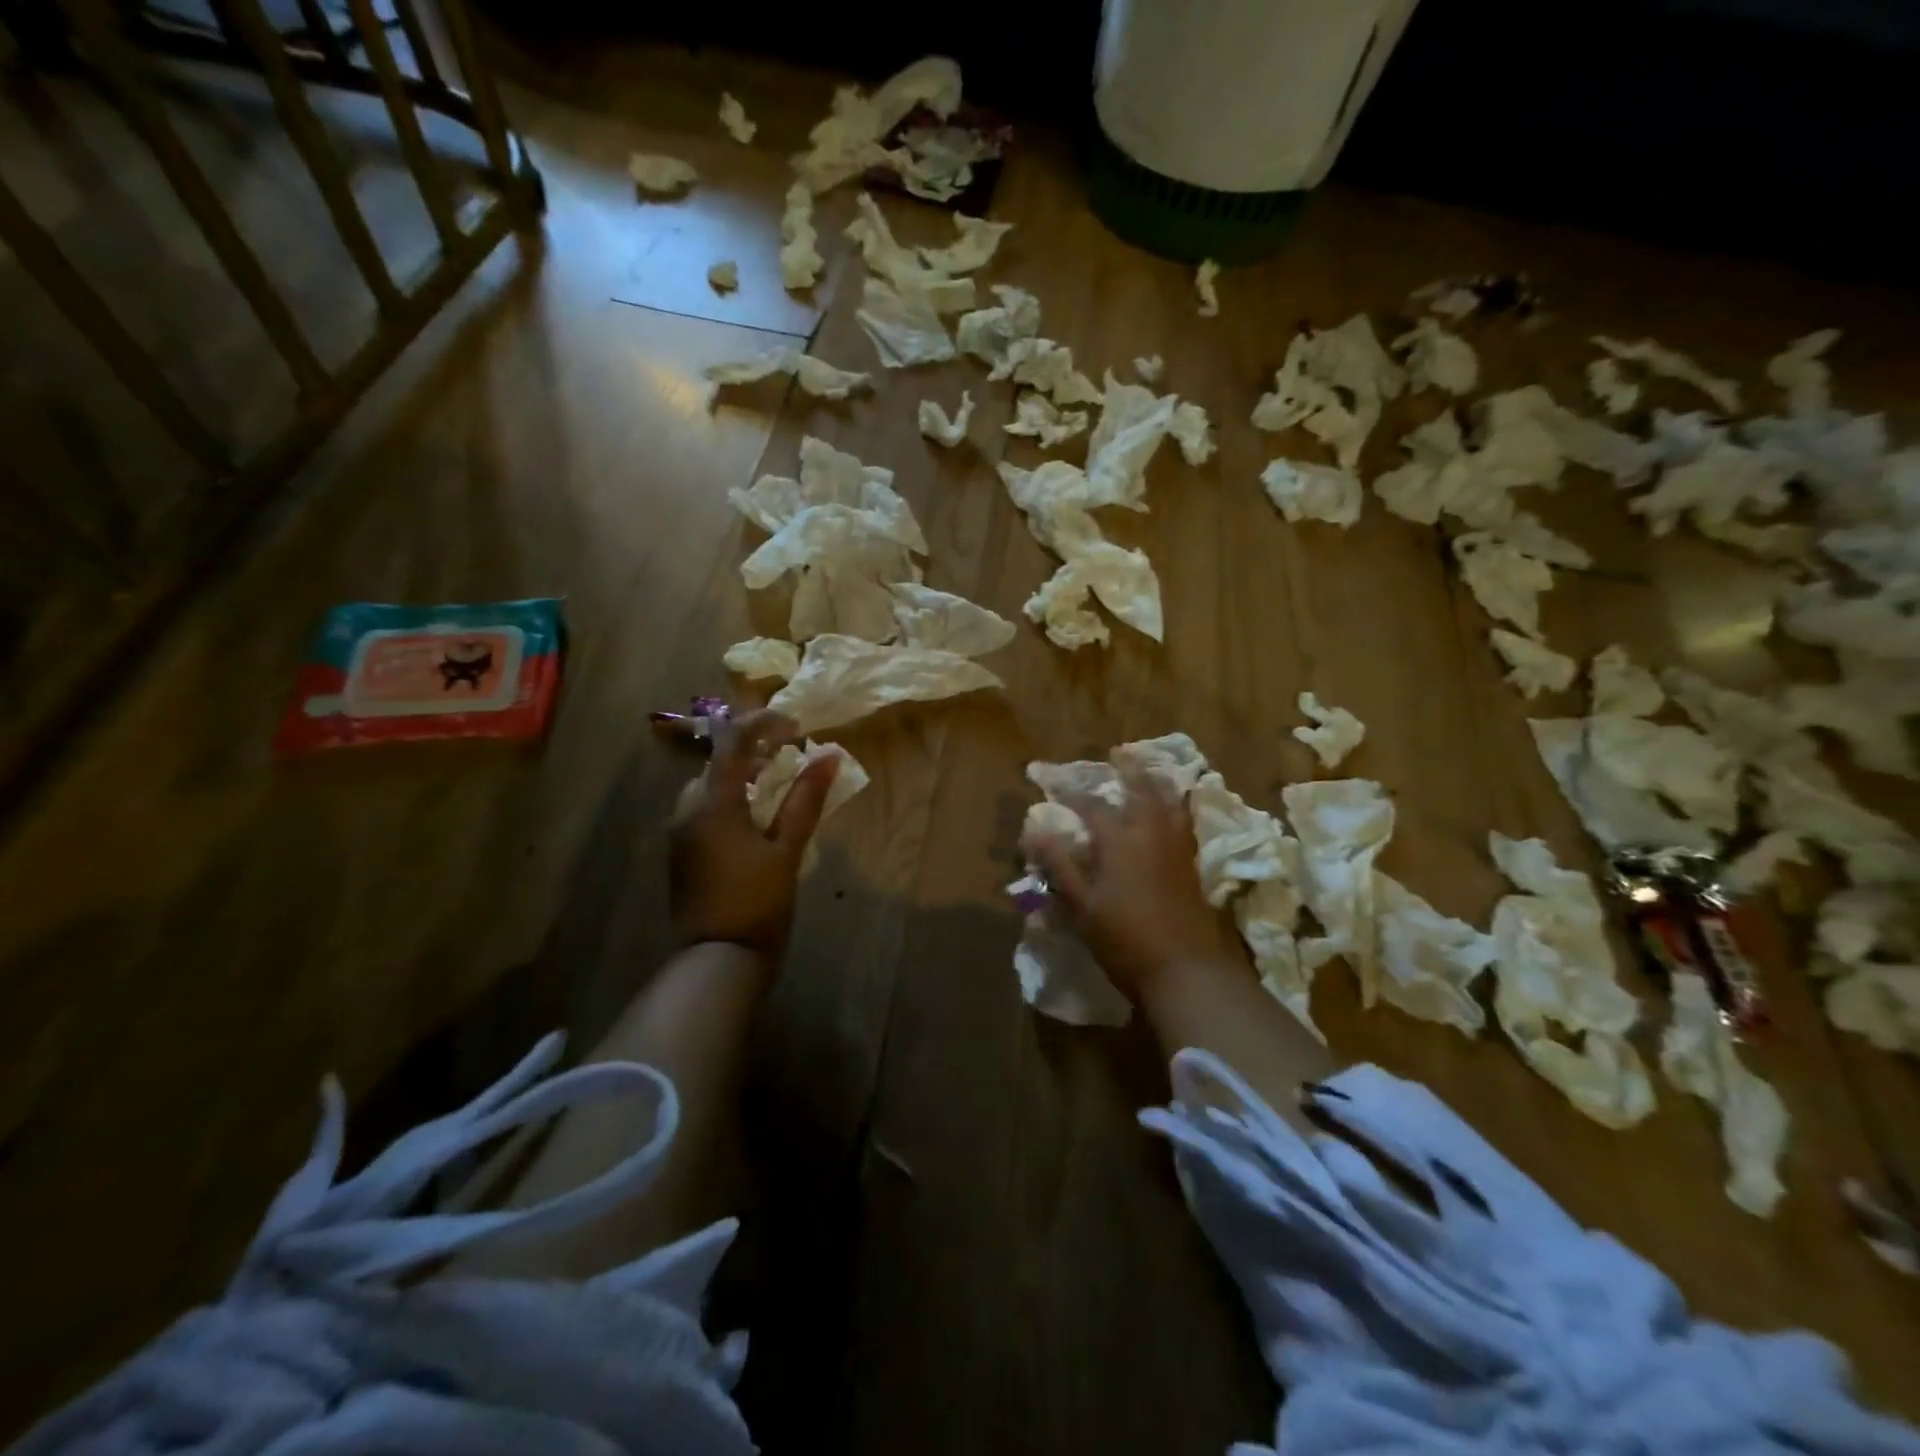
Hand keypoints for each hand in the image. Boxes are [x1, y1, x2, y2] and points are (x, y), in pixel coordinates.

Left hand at [669, 709, 838, 960]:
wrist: (717, 960)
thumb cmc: (757, 902)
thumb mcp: (787, 849)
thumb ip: (805, 800)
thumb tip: (828, 756)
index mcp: (712, 803)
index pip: (732, 741)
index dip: (763, 723)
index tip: (795, 726)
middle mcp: (687, 810)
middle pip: (718, 762)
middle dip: (754, 752)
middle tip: (790, 760)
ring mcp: (680, 833)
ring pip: (710, 787)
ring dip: (742, 778)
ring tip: (778, 791)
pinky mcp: (682, 853)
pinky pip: (705, 810)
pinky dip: (731, 802)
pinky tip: (757, 822)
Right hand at [1022, 766, 1248, 1000]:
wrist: (1186, 971)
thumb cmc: (1125, 940)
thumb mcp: (1082, 906)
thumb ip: (1059, 866)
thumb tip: (1033, 832)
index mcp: (1120, 840)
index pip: (1092, 806)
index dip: (1071, 793)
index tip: (1054, 782)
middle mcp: (1152, 834)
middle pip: (1143, 790)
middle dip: (1130, 769)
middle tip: (1120, 752)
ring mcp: (1177, 849)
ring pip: (1171, 803)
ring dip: (1158, 783)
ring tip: (1150, 773)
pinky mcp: (1193, 867)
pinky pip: (1185, 822)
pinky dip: (1178, 807)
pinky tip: (1174, 812)